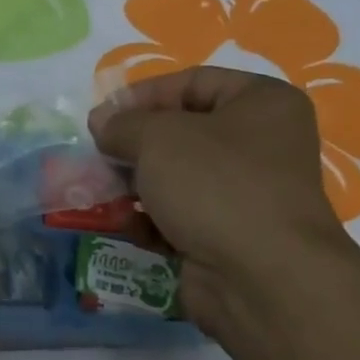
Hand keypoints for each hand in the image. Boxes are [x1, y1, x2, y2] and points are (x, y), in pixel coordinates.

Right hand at [88, 67, 352, 323]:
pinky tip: (124, 224)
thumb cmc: (216, 186)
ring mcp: (246, 195)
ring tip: (99, 191)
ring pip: (177, 178)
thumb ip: (123, 124)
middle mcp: (261, 146)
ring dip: (135, 184)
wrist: (261, 277)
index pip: (194, 82)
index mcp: (263, 104)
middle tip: (97, 156)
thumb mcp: (159, 138)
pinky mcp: (228, 237)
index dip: (145, 94)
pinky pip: (180, 217)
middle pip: (183, 133)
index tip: (104, 116)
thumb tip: (102, 122)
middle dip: (134, 145)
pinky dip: (150, 220)